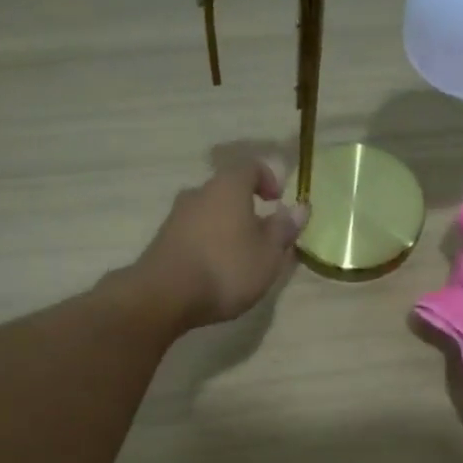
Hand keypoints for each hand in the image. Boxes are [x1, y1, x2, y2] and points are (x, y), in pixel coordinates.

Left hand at [134, 158, 308, 330]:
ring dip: (227, 228)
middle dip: (247, 209)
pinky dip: (208, 244)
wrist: (165, 295)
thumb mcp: (268, 254)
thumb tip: (299, 207)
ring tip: (240, 258)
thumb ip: (284, 229)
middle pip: (228, 191)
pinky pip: (194, 233)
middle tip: (263, 237)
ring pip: (209, 213)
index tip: (278, 202)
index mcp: (228, 187)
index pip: (251, 167)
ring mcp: (176, 216)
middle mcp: (199, 193)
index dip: (268, 179)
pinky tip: (215, 270)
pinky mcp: (163, 240)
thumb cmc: (227, 269)